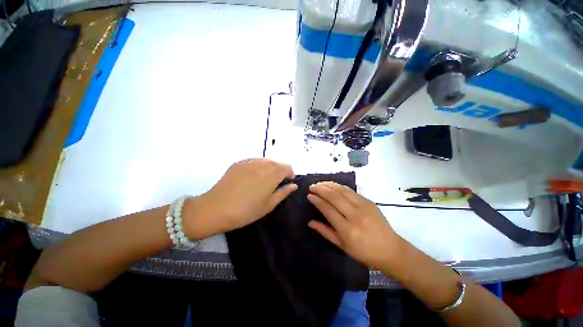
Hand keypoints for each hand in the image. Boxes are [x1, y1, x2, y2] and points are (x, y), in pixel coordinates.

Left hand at [183, 158, 297, 238]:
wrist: (216, 208)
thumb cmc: (246, 211)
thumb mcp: (269, 205)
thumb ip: (284, 192)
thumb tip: (294, 185)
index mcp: (273, 174)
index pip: (287, 167)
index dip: (290, 174)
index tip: (287, 182)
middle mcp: (263, 164)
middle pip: (277, 163)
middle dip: (280, 171)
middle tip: (275, 183)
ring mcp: (249, 161)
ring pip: (266, 161)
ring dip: (269, 168)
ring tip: (263, 180)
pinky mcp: (239, 163)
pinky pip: (254, 161)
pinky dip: (258, 167)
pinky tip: (251, 177)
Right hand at [307, 182, 402, 270]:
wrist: (391, 249)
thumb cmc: (364, 252)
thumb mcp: (342, 246)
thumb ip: (325, 232)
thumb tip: (310, 222)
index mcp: (347, 229)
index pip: (328, 209)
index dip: (317, 200)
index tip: (309, 195)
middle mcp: (355, 215)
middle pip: (334, 196)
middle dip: (321, 189)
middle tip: (312, 186)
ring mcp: (363, 206)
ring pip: (342, 190)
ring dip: (329, 185)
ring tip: (320, 183)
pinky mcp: (369, 201)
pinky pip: (351, 191)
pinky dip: (339, 186)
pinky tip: (333, 185)